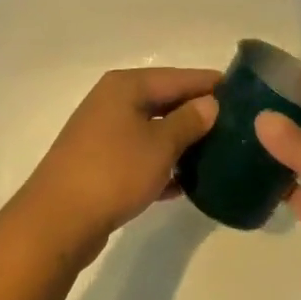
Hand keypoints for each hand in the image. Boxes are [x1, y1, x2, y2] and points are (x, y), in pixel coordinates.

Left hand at [16, 67, 219, 267]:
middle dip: (198, 114)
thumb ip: (189, 121)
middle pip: (165, 101)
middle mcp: (113, 102)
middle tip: (236, 126)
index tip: (243, 92)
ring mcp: (104, 134)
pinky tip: (186, 183)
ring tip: (218, 155)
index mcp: (126, 86)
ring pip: (154, 130)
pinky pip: (141, 156)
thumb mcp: (161, 144)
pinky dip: (162, 165)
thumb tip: (210, 104)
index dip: (210, 84)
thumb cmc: (114, 171)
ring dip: (182, 141)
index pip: (178, 77)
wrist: (57, 222)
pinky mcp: (100, 164)